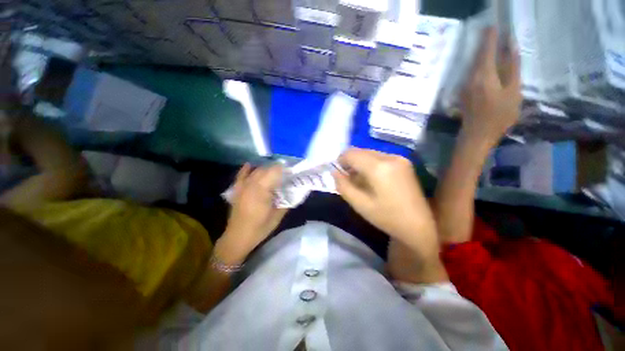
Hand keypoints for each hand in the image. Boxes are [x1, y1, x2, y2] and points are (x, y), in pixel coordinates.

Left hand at [218, 163, 287, 263]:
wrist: (238, 238)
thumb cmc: (260, 228)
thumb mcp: (278, 216)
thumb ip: (287, 201)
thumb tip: (294, 191)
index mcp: (262, 190)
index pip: (275, 171)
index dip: (285, 169)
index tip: (293, 172)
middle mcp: (251, 184)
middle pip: (266, 169)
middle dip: (277, 170)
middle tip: (286, 176)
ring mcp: (242, 186)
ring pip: (256, 171)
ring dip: (266, 170)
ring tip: (275, 175)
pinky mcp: (237, 190)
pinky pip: (241, 175)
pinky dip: (247, 169)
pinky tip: (251, 165)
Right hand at [333, 148, 438, 260]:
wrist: (419, 225)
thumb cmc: (387, 218)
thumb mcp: (360, 205)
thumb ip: (343, 186)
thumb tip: (334, 172)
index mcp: (378, 168)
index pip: (351, 153)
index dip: (340, 161)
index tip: (339, 173)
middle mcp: (389, 157)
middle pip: (360, 151)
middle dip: (350, 162)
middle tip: (349, 178)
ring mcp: (399, 158)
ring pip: (369, 153)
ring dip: (360, 163)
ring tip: (361, 180)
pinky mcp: (404, 162)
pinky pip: (379, 157)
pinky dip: (371, 164)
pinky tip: (373, 179)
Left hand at [461, 28, 520, 142]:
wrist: (476, 135)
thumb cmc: (499, 116)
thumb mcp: (513, 91)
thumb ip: (512, 68)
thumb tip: (511, 48)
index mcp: (483, 75)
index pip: (486, 50)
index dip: (490, 37)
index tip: (493, 25)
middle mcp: (470, 78)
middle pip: (477, 56)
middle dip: (484, 43)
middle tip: (491, 31)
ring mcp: (464, 86)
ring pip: (472, 64)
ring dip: (480, 53)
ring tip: (490, 43)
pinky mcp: (463, 93)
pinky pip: (470, 73)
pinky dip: (478, 64)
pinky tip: (484, 63)